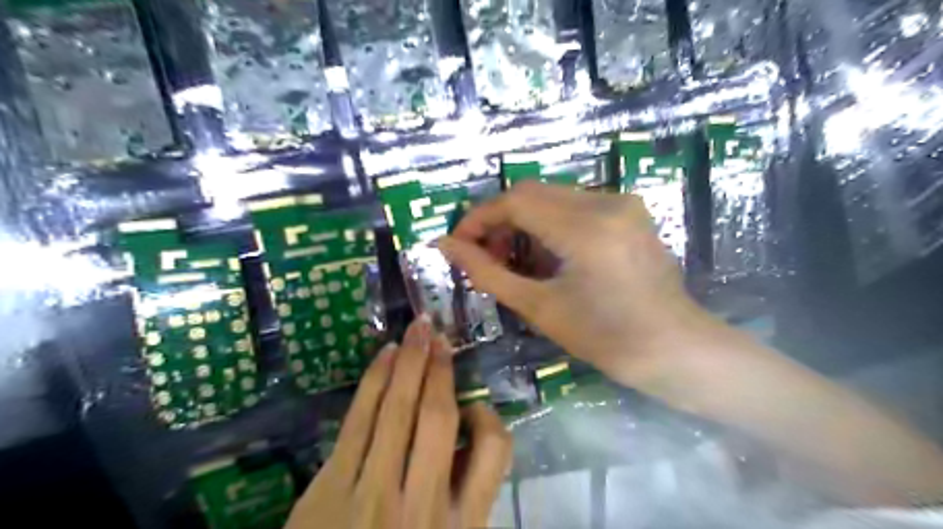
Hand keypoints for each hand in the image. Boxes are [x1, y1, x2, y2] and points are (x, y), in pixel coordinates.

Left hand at [285, 318, 511, 527]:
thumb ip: (464, 498)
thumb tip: (466, 441)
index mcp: (460, 525)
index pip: (494, 453)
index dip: (489, 418)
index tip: (475, 407)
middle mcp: (422, 503)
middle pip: (438, 419)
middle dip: (440, 369)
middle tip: (439, 336)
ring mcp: (372, 491)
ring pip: (397, 410)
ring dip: (409, 362)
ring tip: (417, 330)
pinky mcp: (330, 486)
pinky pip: (358, 420)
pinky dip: (374, 381)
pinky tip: (384, 356)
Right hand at [438, 181, 710, 387]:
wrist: (676, 349)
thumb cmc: (606, 338)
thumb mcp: (539, 307)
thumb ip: (487, 272)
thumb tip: (445, 245)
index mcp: (585, 228)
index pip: (514, 201)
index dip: (478, 218)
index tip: (458, 244)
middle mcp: (606, 201)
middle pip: (532, 193)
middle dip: (500, 220)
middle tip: (485, 256)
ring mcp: (622, 202)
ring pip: (552, 196)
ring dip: (524, 222)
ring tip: (514, 259)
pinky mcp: (630, 211)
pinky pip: (575, 205)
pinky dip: (550, 224)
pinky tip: (548, 255)